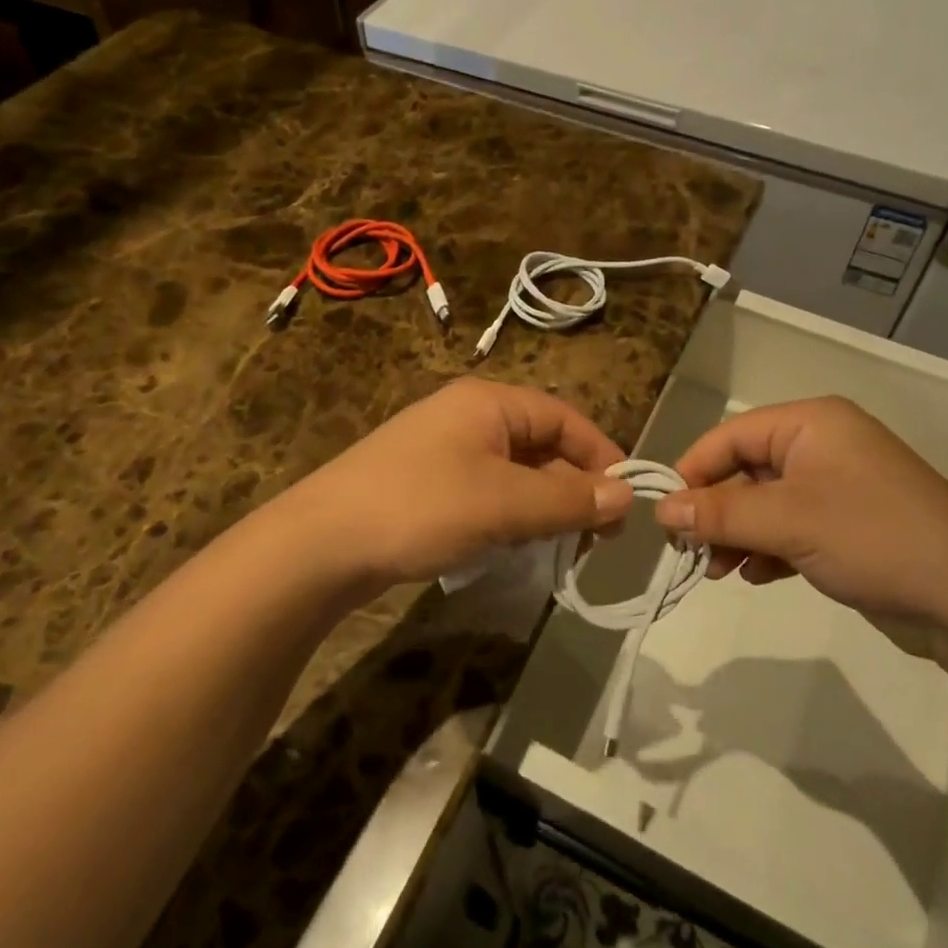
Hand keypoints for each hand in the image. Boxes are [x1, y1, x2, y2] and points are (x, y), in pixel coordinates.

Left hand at [275, 378, 634, 595]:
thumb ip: (568, 499)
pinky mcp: (427, 482)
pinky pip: (487, 490)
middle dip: (574, 486)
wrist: (320, 543)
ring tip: (563, 544)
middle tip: (599, 535)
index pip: (564, 418)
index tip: (626, 501)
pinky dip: (511, 513)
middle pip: (541, 444)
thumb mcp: (503, 503)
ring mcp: (444, 449)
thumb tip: (627, 495)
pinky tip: (514, 544)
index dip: (601, 455)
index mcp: (489, 403)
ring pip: (515, 471)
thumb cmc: (420, 507)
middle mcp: (468, 416)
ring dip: (544, 504)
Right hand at [652, 396, 947, 633]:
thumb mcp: (787, 520)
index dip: (694, 471)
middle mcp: (823, 446)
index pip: (731, 435)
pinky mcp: (849, 525)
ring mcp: (838, 487)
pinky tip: (758, 577)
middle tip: (691, 552)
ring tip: (720, 572)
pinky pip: (791, 527)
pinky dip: (768, 549)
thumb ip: (719, 512)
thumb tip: (661, 510)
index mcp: (811, 424)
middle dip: (717, 512)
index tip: (667, 515)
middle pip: (746, 470)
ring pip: (766, 503)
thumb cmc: (872, 537)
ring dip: (738, 535)